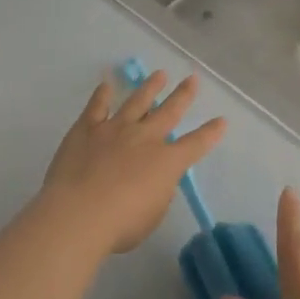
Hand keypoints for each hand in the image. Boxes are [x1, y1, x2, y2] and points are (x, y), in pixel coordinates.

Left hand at [41, 70, 225, 254]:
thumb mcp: (152, 215)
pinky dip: (102, 94)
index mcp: (166, 162)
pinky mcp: (86, 129)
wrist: (78, 213)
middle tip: (192, 79)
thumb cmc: (120, 224)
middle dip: (183, 95)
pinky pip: (97, 106)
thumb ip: (157, 193)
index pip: (196, 144)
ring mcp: (114, 129)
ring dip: (149, 87)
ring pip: (137, 101)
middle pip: (169, 111)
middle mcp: (145, 138)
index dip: (210, 133)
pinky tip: (106, 84)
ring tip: (159, 74)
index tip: (221, 120)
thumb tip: (154, 180)